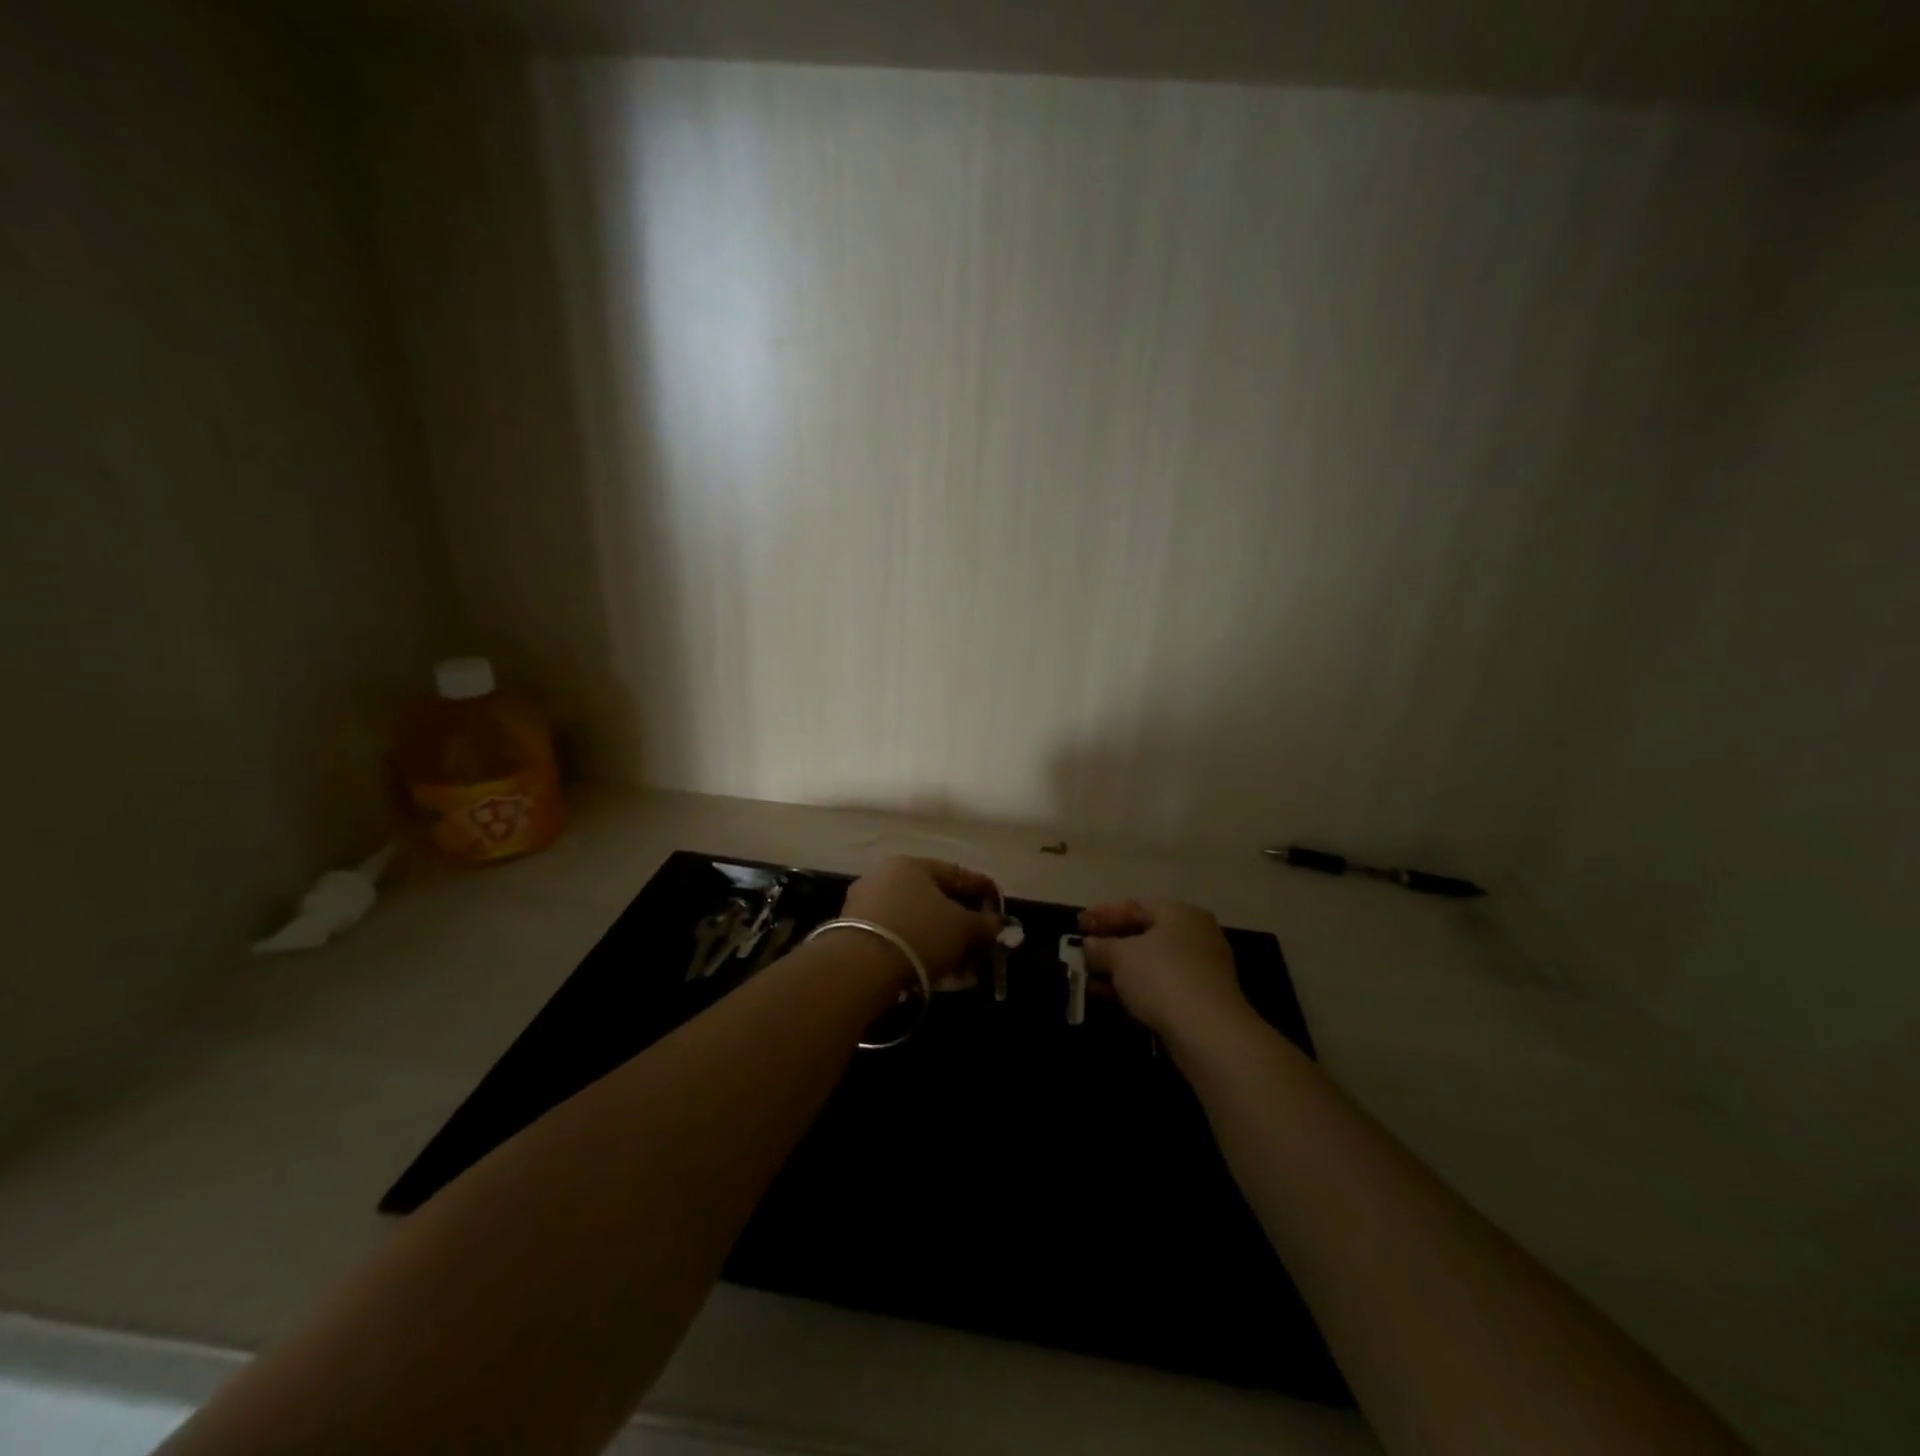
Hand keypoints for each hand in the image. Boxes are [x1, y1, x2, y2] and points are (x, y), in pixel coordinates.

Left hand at [842, 857, 1001, 983]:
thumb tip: (996, 924)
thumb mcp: (962, 927)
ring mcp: (866, 906)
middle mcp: (884, 877)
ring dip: (943, 942)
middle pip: (934, 899)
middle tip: (981, 942)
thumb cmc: (919, 932)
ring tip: (963, 967)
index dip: (983, 890)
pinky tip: (937, 974)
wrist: (860, 967)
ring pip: (917, 922)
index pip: (956, 873)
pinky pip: (899, 939)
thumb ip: (984, 923)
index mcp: (910, 865)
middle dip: (962, 922)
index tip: (1000, 909)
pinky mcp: (854, 935)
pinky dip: (920, 952)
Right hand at [1080, 899, 1254, 1041]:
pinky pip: (1160, 984)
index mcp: (1180, 913)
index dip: (1103, 914)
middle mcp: (1195, 934)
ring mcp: (1201, 968)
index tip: (1077, 925)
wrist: (1208, 1033)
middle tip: (1083, 951)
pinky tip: (1112, 997)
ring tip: (1089, 978)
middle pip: (1144, 933)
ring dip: (1120, 969)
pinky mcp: (1200, 998)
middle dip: (1110, 943)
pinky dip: (1136, 987)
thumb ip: (1101, 946)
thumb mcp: (1121, 956)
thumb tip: (1088, 944)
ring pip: (1151, 962)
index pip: (1135, 905)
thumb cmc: (1162, 978)